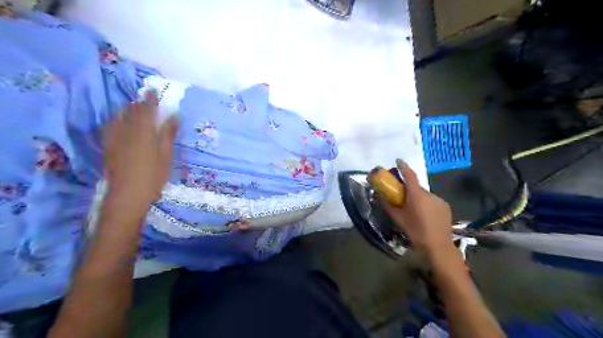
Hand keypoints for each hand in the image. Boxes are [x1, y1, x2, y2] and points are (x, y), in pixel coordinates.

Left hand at [103, 94, 177, 210]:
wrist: (128, 194)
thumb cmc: (153, 175)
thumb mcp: (166, 154)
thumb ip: (168, 134)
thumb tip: (174, 116)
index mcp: (143, 131)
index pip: (146, 109)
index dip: (149, 99)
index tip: (152, 90)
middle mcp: (126, 130)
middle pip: (131, 111)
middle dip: (139, 104)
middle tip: (146, 101)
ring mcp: (114, 138)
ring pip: (119, 117)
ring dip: (128, 111)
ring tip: (135, 110)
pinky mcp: (108, 146)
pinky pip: (111, 126)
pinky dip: (119, 120)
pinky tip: (122, 124)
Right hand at [376, 160, 452, 254]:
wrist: (438, 245)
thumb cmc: (415, 231)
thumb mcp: (397, 218)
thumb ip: (387, 205)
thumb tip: (378, 195)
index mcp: (416, 194)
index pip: (409, 175)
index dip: (403, 166)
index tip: (398, 160)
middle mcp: (429, 194)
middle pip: (416, 187)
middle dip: (409, 190)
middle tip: (402, 198)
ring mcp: (439, 200)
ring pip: (424, 195)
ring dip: (418, 199)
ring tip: (414, 211)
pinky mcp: (445, 207)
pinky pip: (432, 201)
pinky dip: (427, 204)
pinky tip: (425, 216)